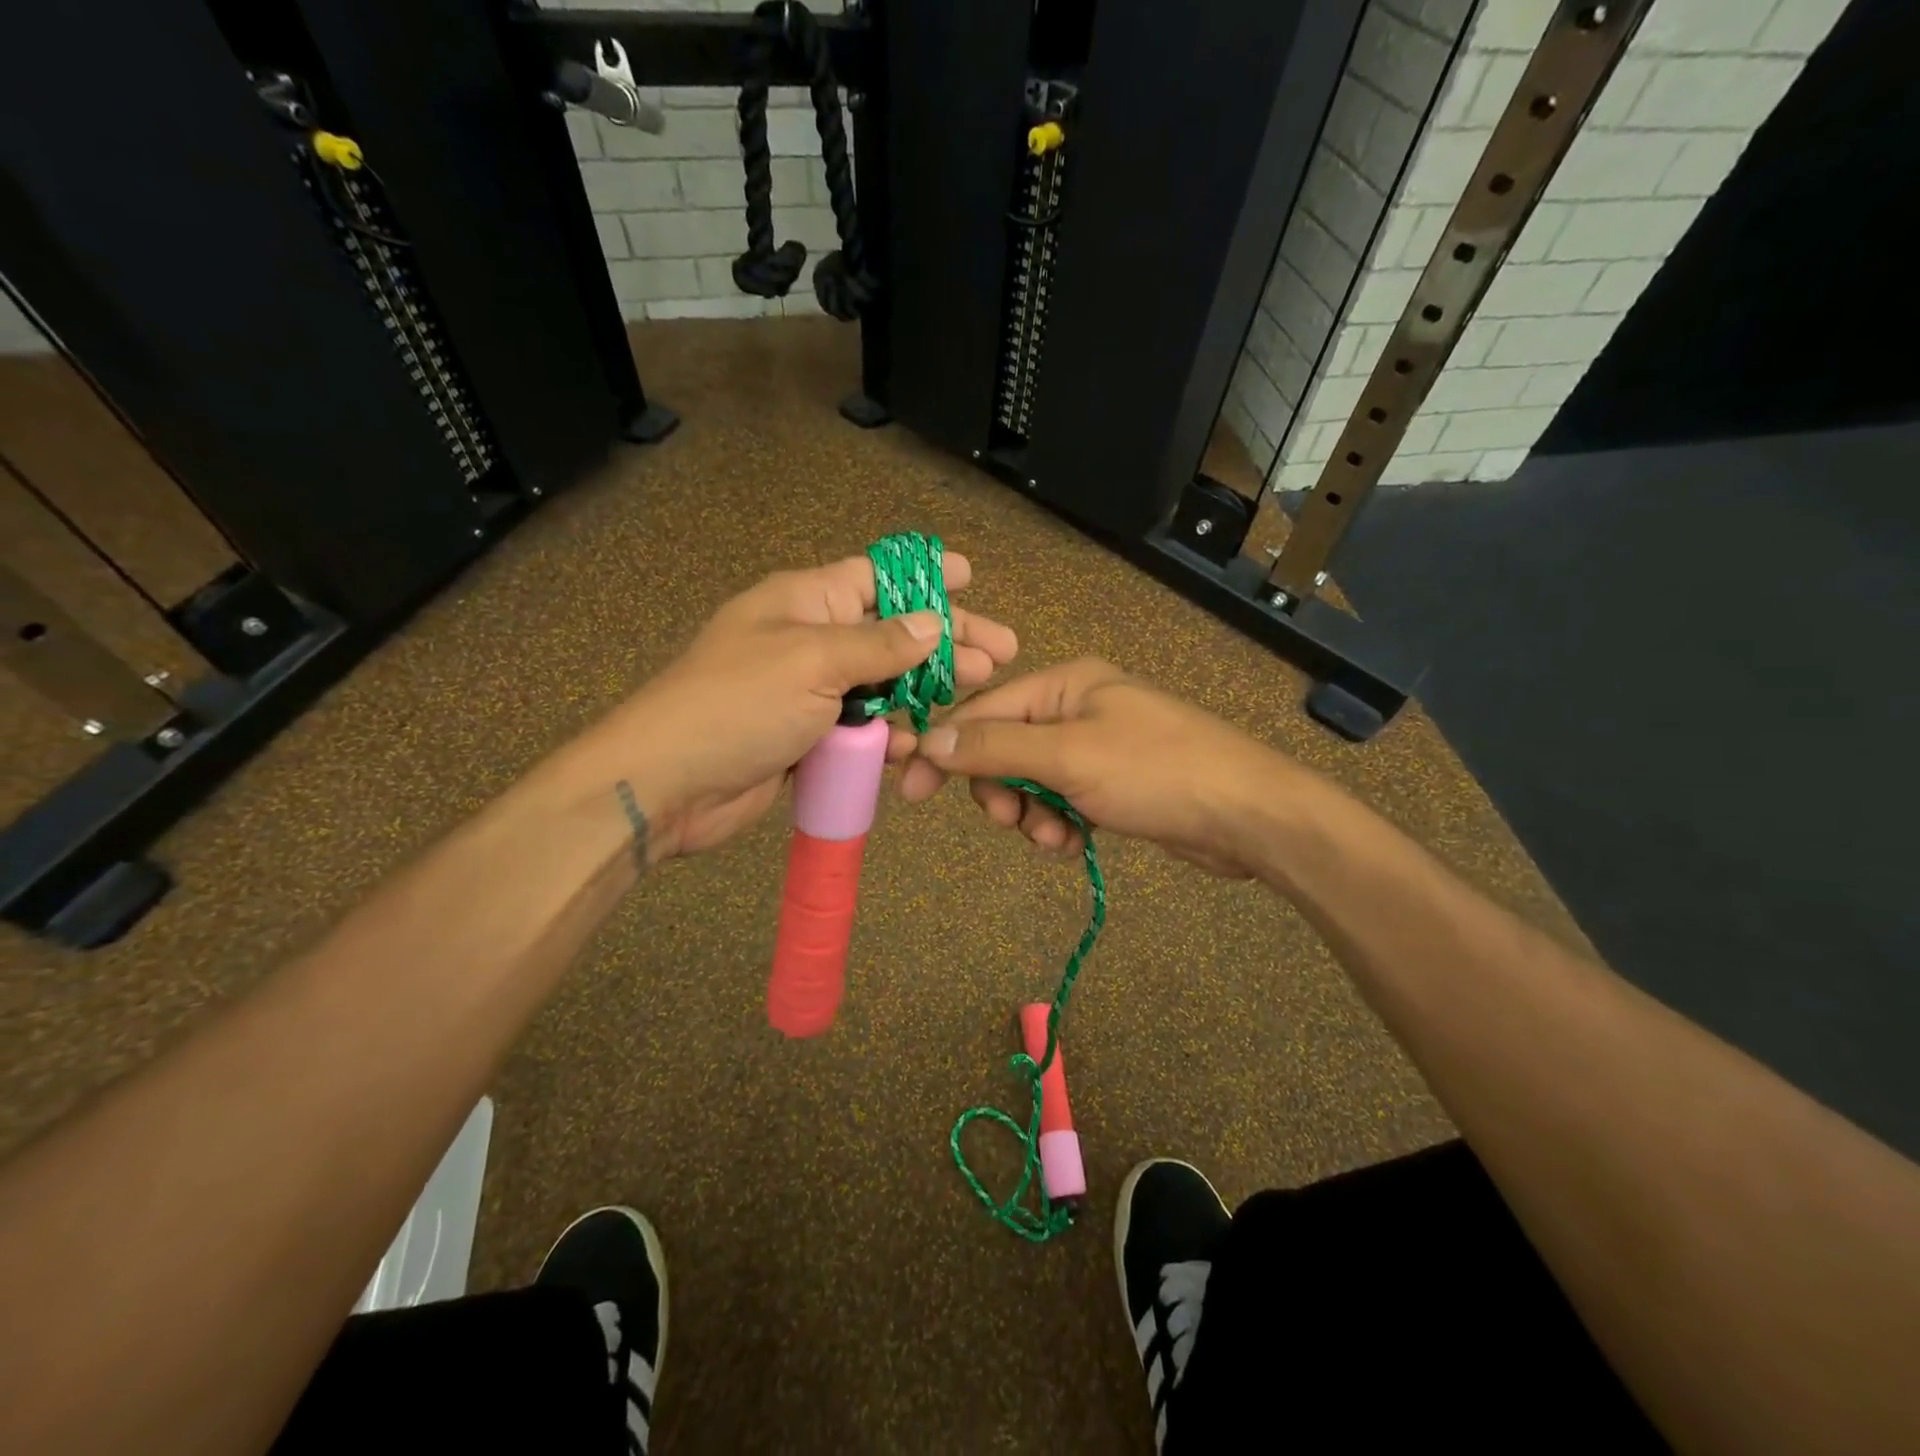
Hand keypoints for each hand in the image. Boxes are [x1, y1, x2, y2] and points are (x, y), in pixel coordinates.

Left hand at [567, 552, 1017, 860]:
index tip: (971, 576)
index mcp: (806, 601)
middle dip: (945, 641)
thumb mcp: (813, 661)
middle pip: (891, 632)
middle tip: (1000, 655)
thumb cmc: (737, 704)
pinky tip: (913, 744)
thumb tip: (933, 625)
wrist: (668, 783)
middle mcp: (811, 639)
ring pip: (882, 684)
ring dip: (923, 691)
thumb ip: (879, 645)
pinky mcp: (808, 737)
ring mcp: (809, 691)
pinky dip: (887, 734)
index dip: (926, 575)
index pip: (877, 575)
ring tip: (971, 695)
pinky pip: (860, 728)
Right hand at [898, 658, 1294, 876]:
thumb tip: (928, 739)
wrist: (1248, 815)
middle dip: (1003, 791)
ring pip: (1031, 781)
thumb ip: (994, 748)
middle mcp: (1077, 707)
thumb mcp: (1068, 756)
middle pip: (1005, 749)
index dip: (946, 750)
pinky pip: (1062, 801)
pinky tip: (1076, 844)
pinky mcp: (1113, 784)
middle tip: (1013, 821)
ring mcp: (1097, 746)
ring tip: (1056, 838)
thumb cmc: (1155, 771)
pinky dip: (1060, 824)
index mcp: (1065, 683)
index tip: (912, 793)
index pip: (983, 711)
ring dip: (1032, 814)